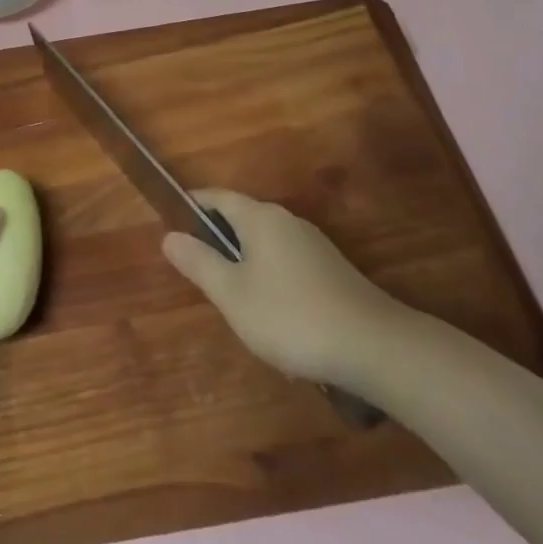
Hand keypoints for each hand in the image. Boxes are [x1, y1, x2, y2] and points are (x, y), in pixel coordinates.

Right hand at [162, 188, 409, 389]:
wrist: (374, 346)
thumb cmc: (290, 316)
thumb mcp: (233, 295)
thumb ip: (199, 263)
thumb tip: (168, 236)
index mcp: (259, 217)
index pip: (218, 197)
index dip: (193, 205)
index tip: (172, 220)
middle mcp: (286, 220)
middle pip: (242, 218)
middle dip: (218, 238)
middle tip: (197, 269)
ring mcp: (313, 244)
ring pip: (266, 243)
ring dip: (245, 261)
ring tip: (230, 297)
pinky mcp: (332, 269)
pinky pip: (287, 262)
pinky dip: (269, 276)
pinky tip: (271, 313)